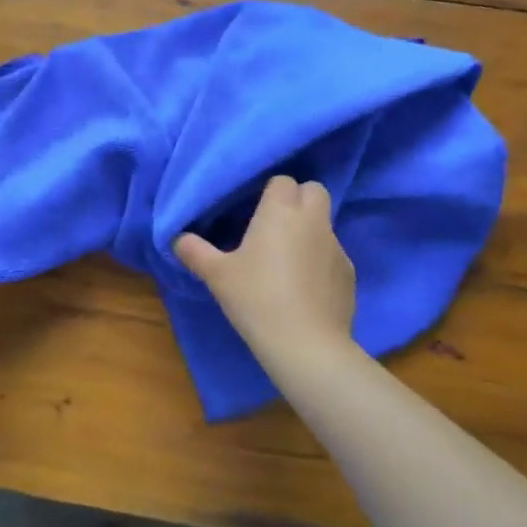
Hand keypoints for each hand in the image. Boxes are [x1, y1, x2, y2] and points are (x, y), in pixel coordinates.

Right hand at [174, 176, 354, 364]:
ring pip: (325, 224)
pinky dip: (320, 261)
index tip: (254, 210)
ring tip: (286, 260)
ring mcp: (336, 247)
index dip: (270, 191)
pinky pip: (332, 255)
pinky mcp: (349, 275)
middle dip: (298, 199)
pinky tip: (304, 286)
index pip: (283, 181)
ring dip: (309, 231)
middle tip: (274, 224)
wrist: (306, 346)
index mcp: (281, 211)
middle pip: (314, 191)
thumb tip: (176, 238)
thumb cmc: (257, 298)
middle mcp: (313, 221)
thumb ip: (195, 251)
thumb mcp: (216, 275)